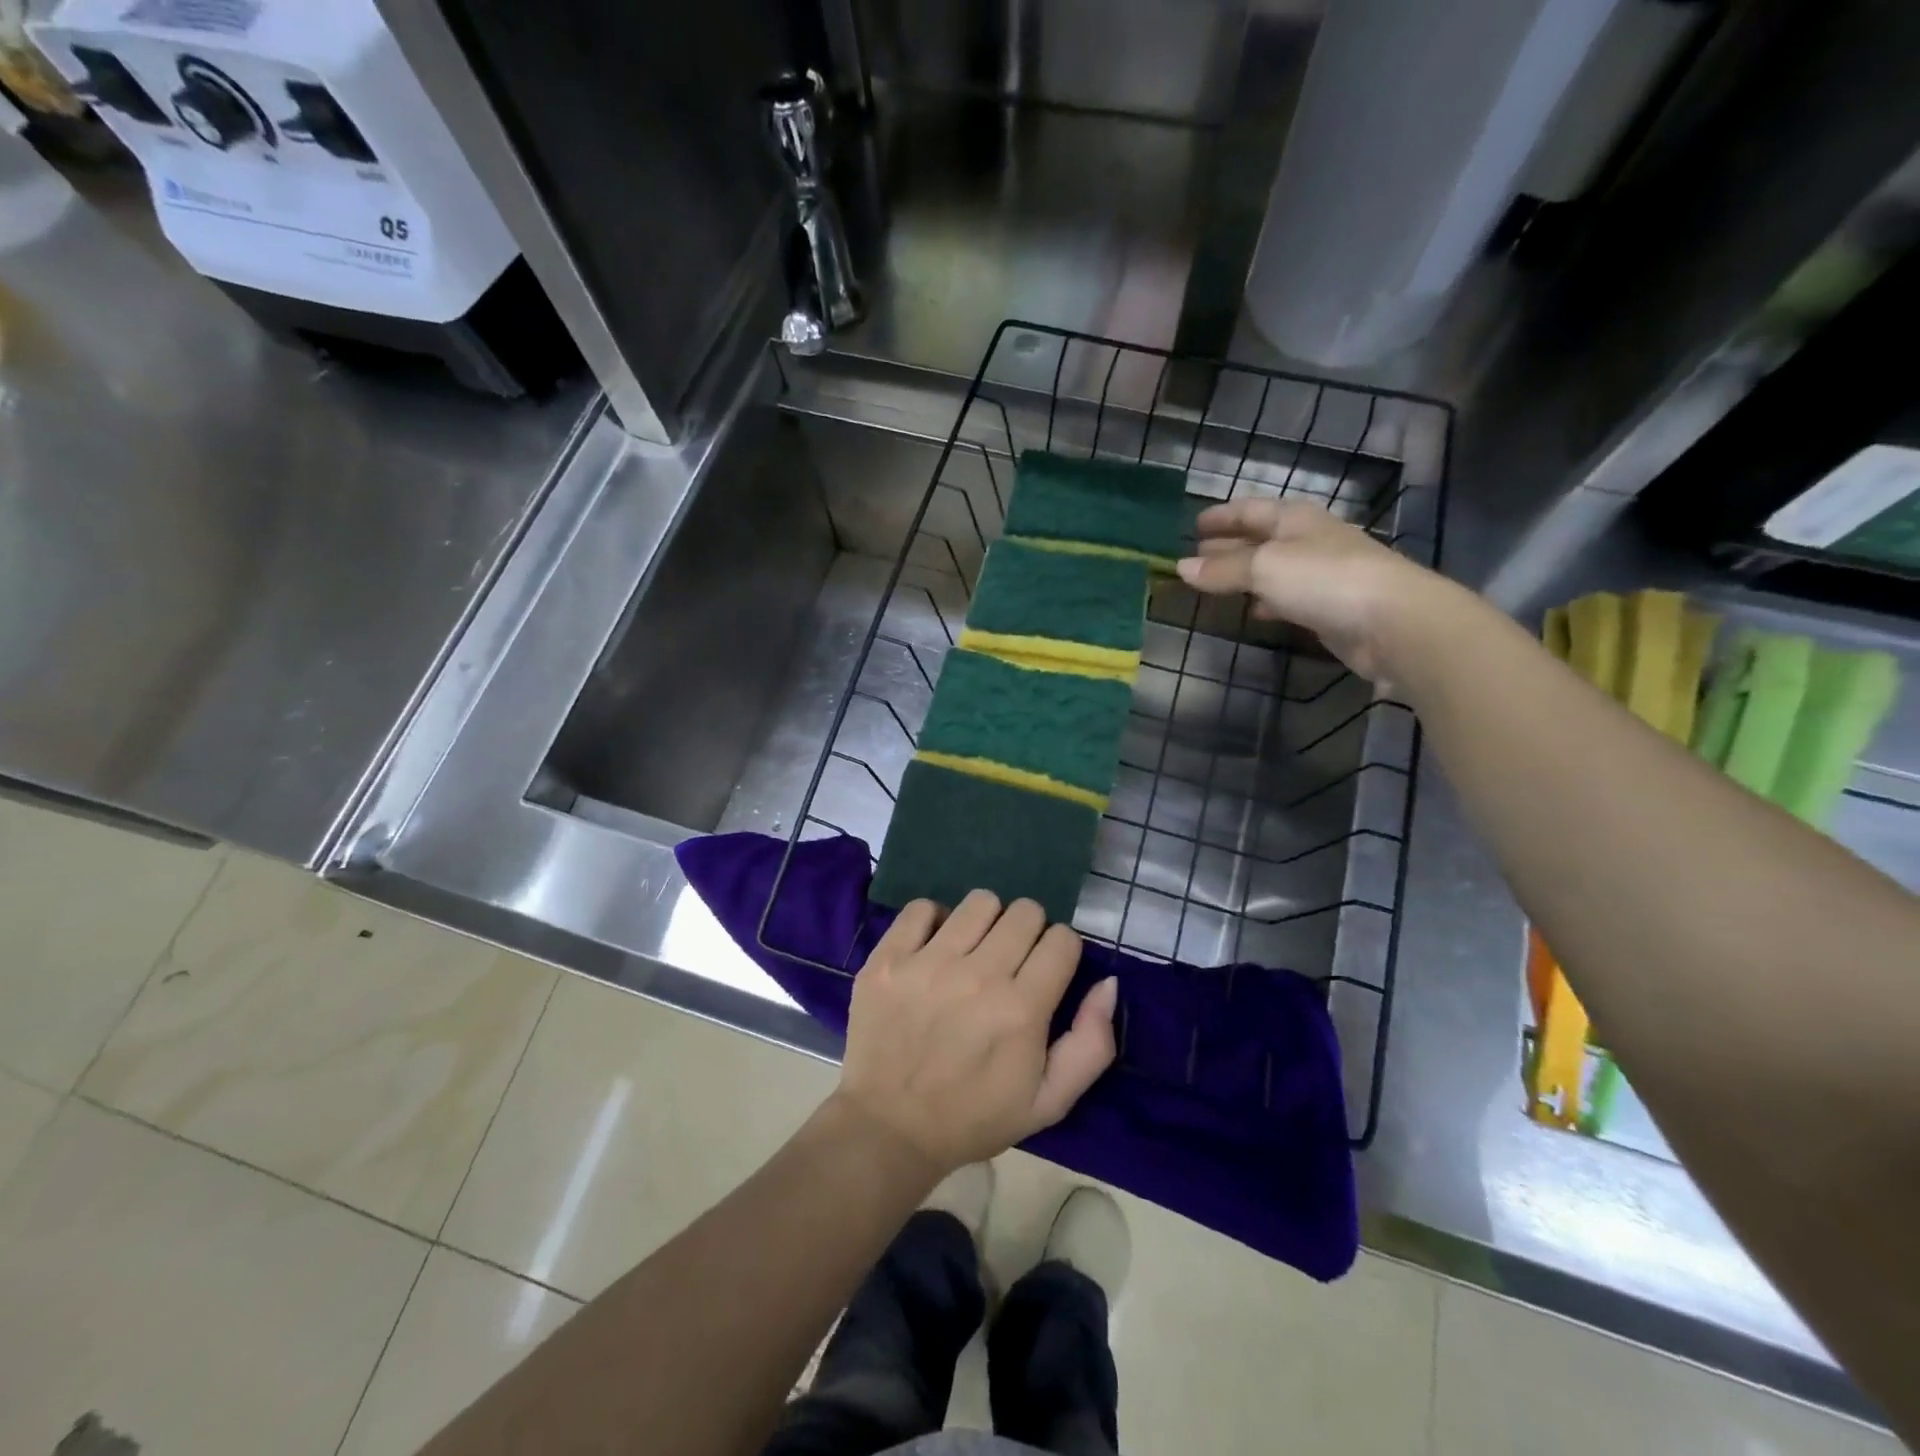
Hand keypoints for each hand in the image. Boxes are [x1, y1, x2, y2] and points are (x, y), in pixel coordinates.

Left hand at [833, 890, 1117, 1177]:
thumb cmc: (974, 1117)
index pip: (1062, 939)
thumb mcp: (1049, 1101)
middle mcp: (978, 976)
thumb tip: (1108, 983)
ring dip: (986, 922)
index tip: (1046, 971)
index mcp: (1021, 1009)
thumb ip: (1091, 1044)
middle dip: (1028, 932)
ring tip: (973, 951)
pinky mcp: (888, 958)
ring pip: (980, 902)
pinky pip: (921, 907)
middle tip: (1011, 962)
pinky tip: (933, 948)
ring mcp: (928, 963)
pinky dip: (933, 921)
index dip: (1061, 952)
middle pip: (1025, 912)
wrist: (889, 1129)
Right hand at [1176, 498, 1451, 684]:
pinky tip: (1254, 611)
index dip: (1222, 515)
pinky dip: (1266, 600)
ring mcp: (1322, 575)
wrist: (1392, 622)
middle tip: (1196, 555)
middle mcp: (1309, 540)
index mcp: (1295, 519)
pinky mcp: (1329, 608)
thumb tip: (1181, 567)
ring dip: (1245, 574)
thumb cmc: (1324, 579)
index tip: (1193, 524)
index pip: (1251, 509)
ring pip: (1273, 569)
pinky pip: (1288, 597)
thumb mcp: (1264, 568)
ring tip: (1214, 584)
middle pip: (1262, 538)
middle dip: (1229, 544)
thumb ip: (1222, 569)